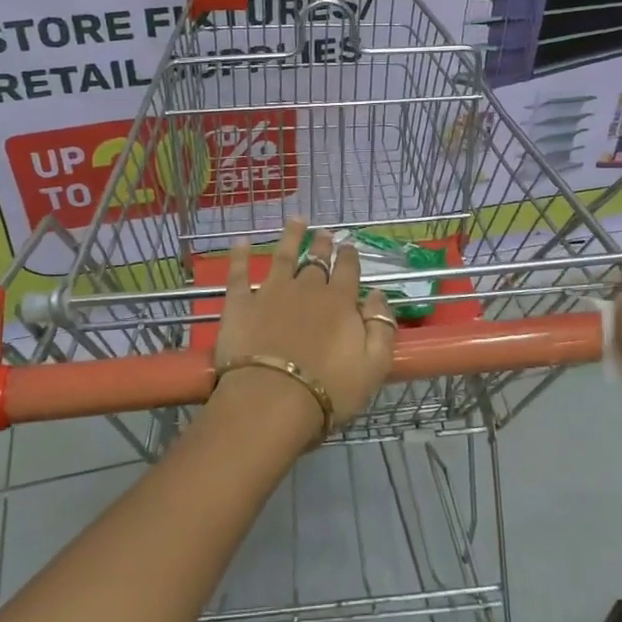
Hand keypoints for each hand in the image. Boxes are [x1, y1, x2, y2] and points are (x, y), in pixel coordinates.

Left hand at [210, 219, 395, 437]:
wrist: (272, 400)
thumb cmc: (329, 390)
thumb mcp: (374, 365)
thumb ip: (382, 327)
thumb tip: (380, 296)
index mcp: (340, 302)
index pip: (348, 271)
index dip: (350, 257)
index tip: (349, 247)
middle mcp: (307, 289)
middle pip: (317, 261)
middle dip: (323, 245)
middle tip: (325, 233)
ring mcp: (271, 293)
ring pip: (283, 256)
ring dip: (290, 236)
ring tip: (296, 220)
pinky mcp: (240, 304)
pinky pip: (239, 274)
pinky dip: (240, 255)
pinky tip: (241, 241)